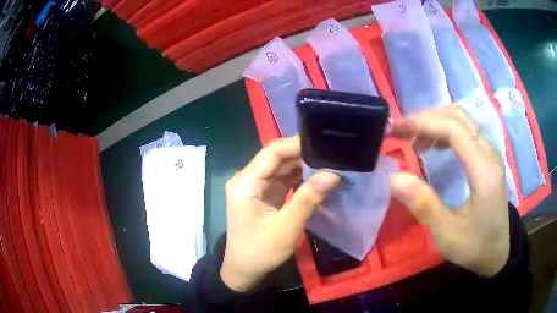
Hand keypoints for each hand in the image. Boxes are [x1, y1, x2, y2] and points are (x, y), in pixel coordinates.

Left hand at [221, 136, 339, 291]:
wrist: (244, 271)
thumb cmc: (260, 251)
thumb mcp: (286, 227)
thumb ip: (308, 199)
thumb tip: (333, 174)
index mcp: (246, 183)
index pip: (272, 152)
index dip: (297, 144)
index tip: (324, 142)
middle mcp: (247, 179)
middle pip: (277, 158)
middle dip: (304, 155)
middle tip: (332, 154)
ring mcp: (254, 187)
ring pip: (281, 168)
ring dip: (303, 166)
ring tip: (329, 163)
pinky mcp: (262, 195)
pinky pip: (282, 180)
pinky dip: (299, 178)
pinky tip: (317, 177)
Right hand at [390, 105, 509, 276]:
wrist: (497, 252)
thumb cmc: (474, 246)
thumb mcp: (447, 234)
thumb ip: (424, 205)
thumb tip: (394, 178)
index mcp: (484, 170)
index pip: (454, 129)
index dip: (423, 123)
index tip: (396, 129)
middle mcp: (490, 153)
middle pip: (458, 117)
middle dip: (427, 118)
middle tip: (402, 132)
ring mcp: (490, 153)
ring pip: (462, 120)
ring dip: (436, 122)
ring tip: (415, 140)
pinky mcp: (488, 157)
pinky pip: (466, 131)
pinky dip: (445, 130)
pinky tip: (434, 146)